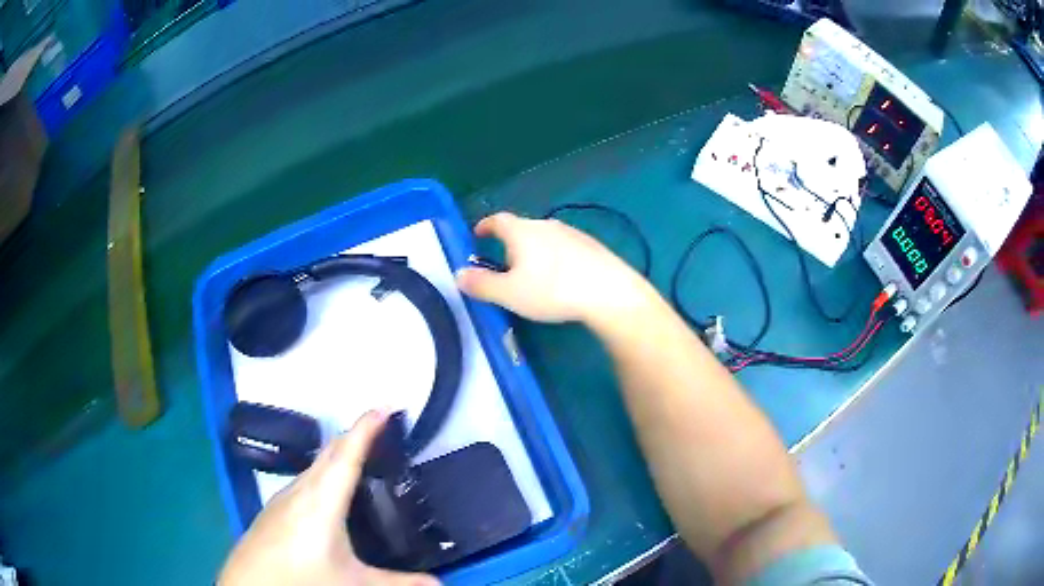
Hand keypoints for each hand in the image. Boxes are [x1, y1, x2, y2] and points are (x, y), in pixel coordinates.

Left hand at [218, 412, 439, 585]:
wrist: (249, 585)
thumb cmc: (302, 579)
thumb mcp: (355, 583)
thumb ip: (399, 583)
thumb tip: (440, 583)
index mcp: (322, 500)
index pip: (347, 455)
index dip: (366, 428)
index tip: (385, 406)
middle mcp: (300, 490)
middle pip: (329, 453)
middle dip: (354, 435)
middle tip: (380, 428)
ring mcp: (282, 499)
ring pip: (314, 466)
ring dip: (337, 455)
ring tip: (359, 458)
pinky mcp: (272, 510)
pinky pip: (303, 480)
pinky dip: (322, 473)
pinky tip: (326, 494)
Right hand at [456, 212, 651, 323]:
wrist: (609, 292)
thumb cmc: (552, 290)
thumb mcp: (509, 293)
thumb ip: (481, 284)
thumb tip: (458, 274)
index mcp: (522, 231)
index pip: (497, 220)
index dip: (484, 226)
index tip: (477, 234)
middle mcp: (546, 225)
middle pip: (521, 228)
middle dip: (509, 243)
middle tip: (503, 264)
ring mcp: (572, 233)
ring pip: (544, 238)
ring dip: (534, 251)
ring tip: (533, 273)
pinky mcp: (592, 246)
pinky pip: (565, 247)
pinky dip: (555, 258)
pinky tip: (562, 278)